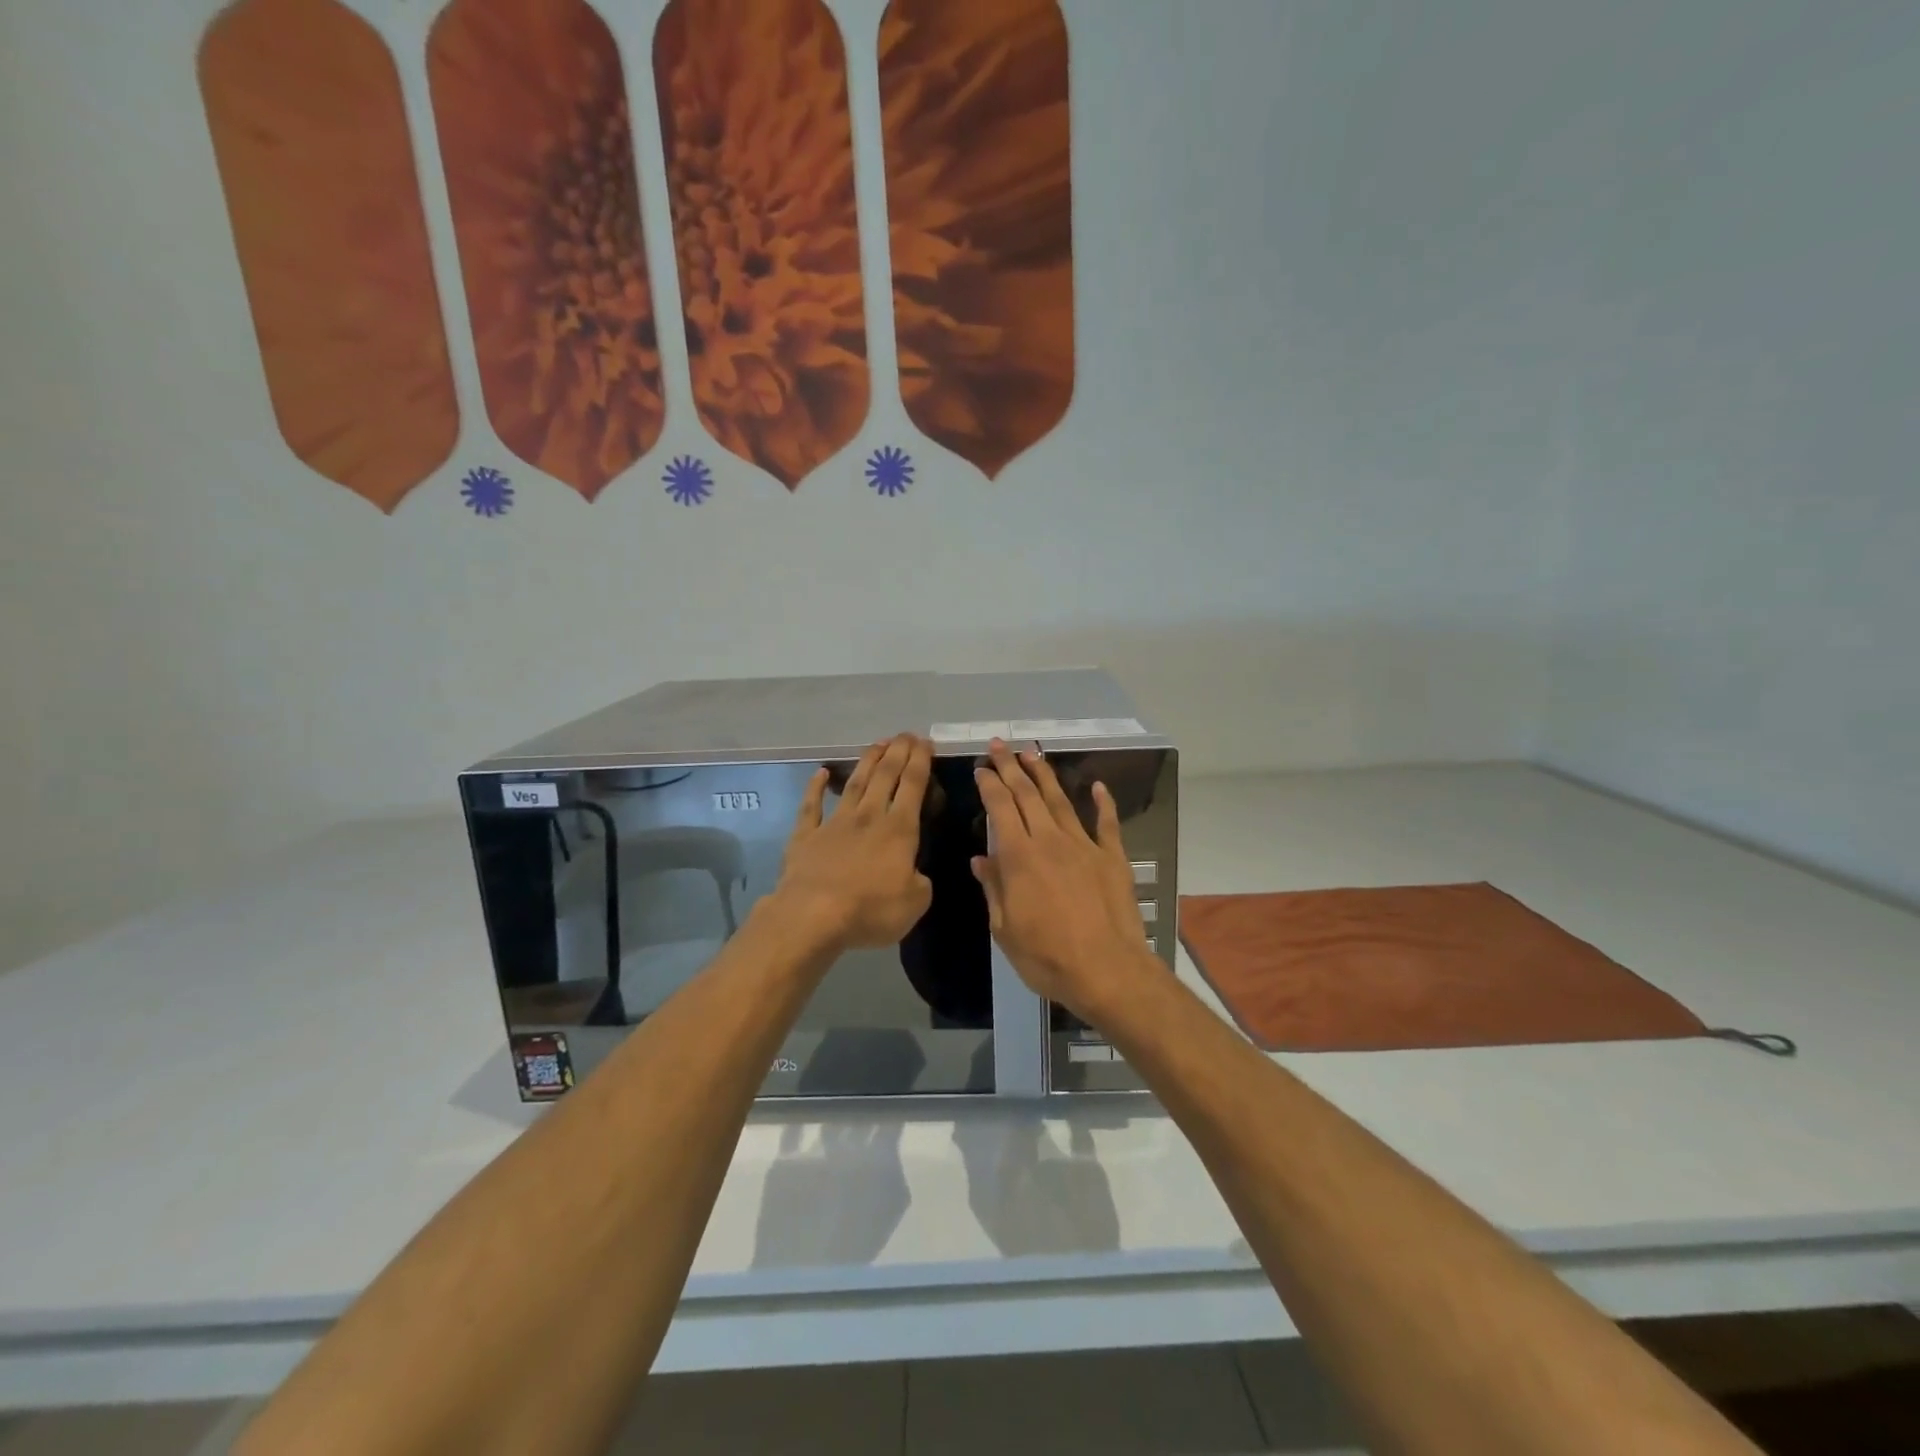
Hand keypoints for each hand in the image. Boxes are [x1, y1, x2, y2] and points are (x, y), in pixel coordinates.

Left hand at [773, 734, 933, 949]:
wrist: (812, 916)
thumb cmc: (870, 910)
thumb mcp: (915, 903)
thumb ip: (920, 883)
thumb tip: (914, 874)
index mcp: (899, 830)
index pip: (913, 785)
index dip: (921, 761)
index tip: (926, 742)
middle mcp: (868, 817)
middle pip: (885, 776)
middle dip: (897, 752)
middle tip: (906, 734)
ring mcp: (834, 823)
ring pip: (854, 784)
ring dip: (867, 761)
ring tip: (878, 743)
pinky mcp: (805, 836)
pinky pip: (811, 806)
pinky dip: (815, 787)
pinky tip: (820, 773)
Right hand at [971, 741, 1159, 1025]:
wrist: (1107, 970)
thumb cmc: (1047, 956)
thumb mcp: (1005, 929)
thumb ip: (994, 888)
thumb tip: (981, 859)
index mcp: (1019, 857)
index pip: (1000, 808)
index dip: (989, 785)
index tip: (981, 769)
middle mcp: (1050, 841)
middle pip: (1027, 795)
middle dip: (1010, 767)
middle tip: (999, 745)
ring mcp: (1084, 846)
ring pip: (1061, 801)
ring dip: (1045, 775)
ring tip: (1032, 753)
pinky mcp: (1112, 857)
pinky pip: (1106, 823)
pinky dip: (1102, 803)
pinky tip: (1097, 786)